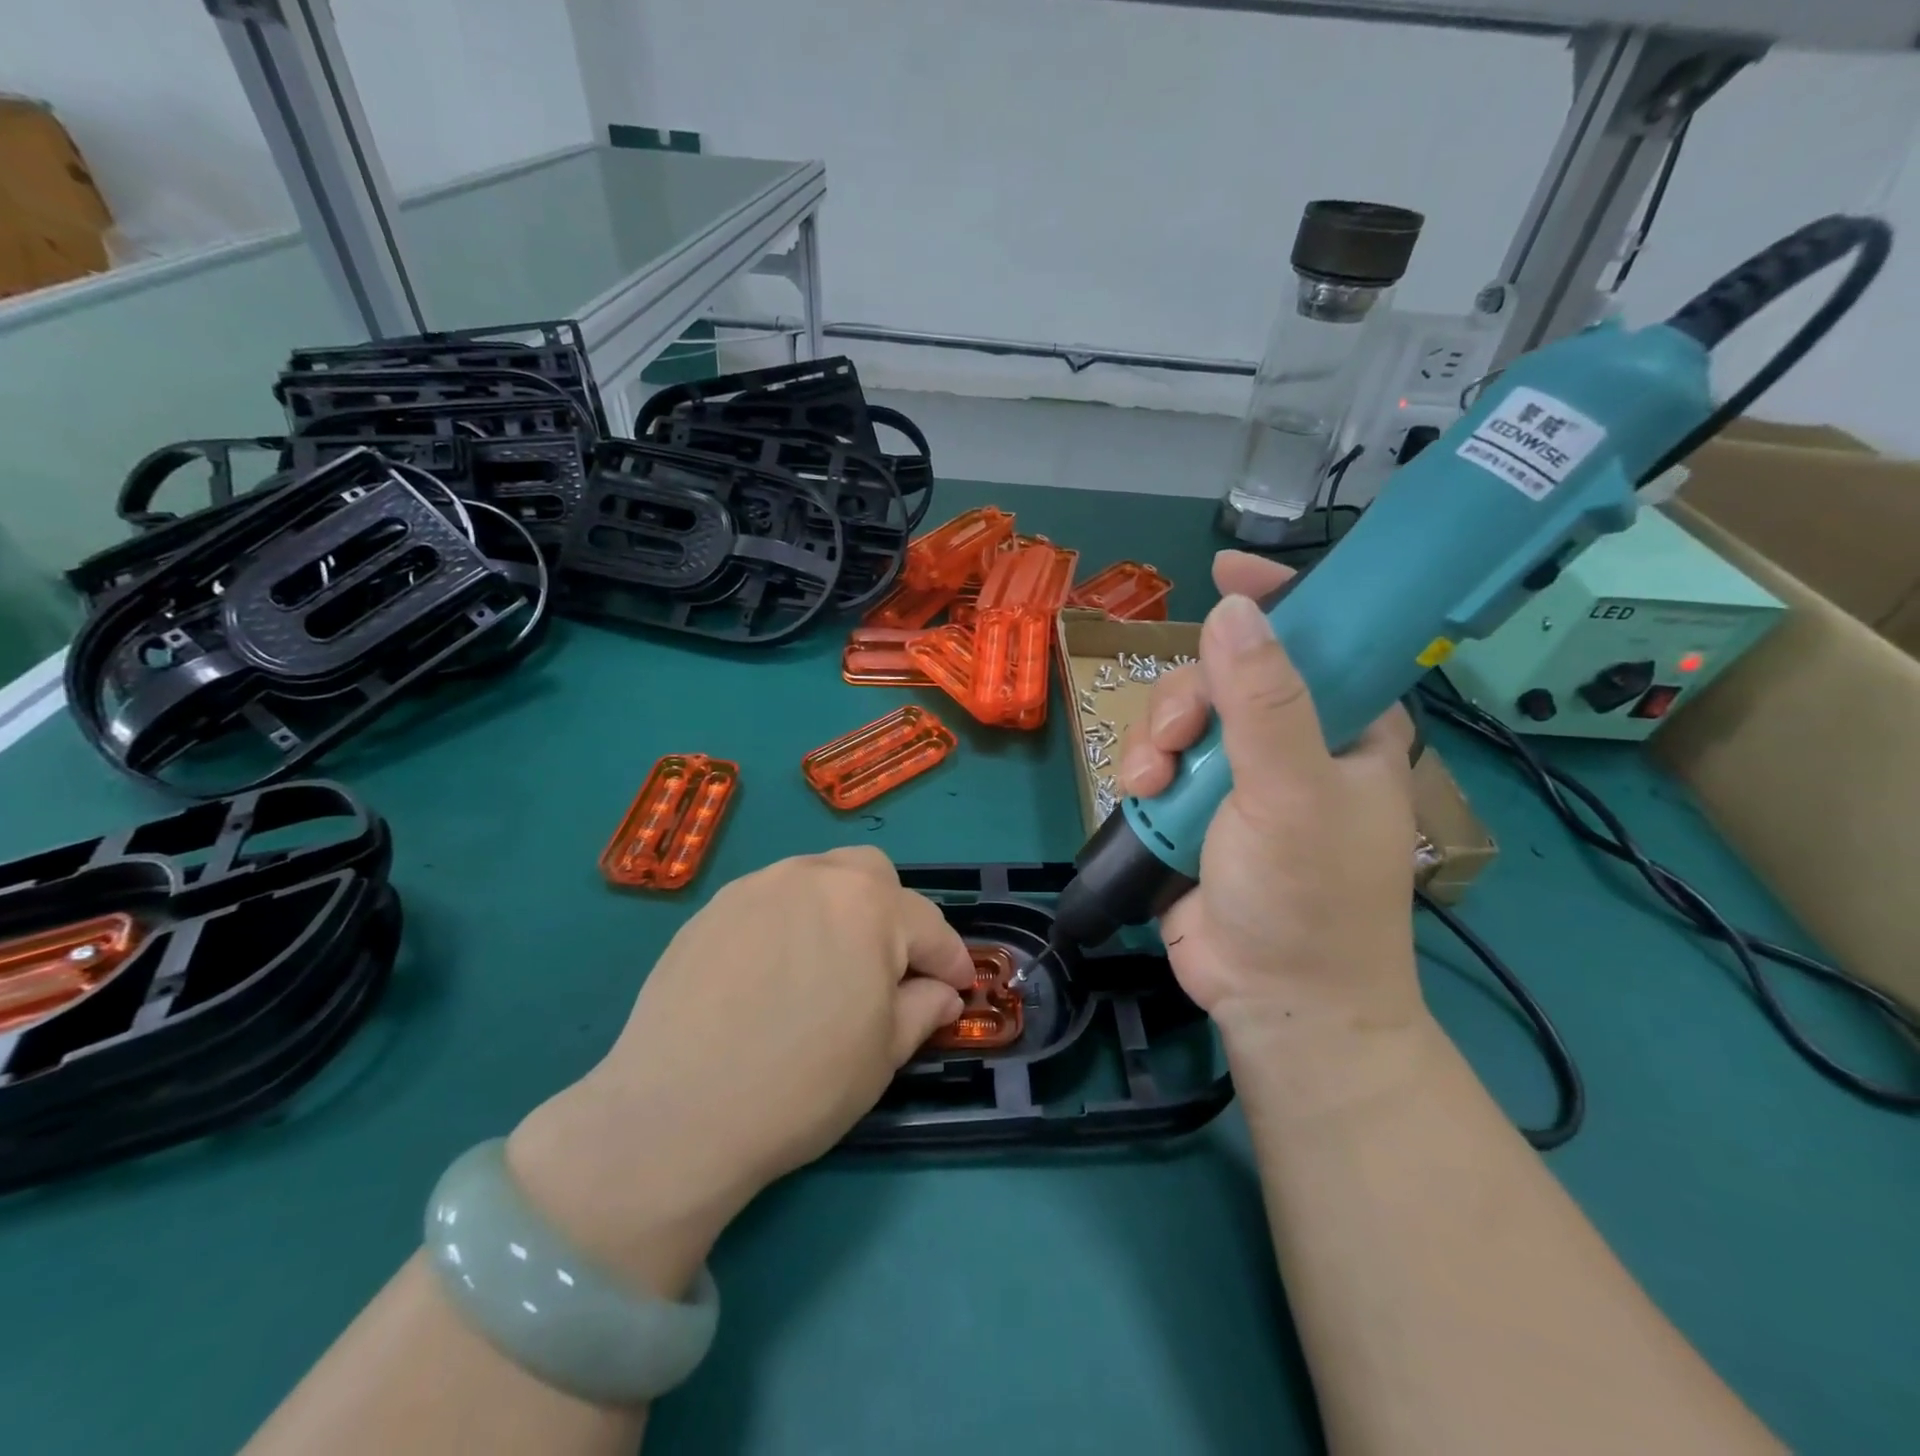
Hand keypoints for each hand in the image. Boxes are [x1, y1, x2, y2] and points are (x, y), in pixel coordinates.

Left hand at [505, 848, 973, 1294]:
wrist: (675, 1114)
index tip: (959, 987)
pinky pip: (770, 900)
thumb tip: (940, 993)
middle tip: (888, 968)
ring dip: (839, 911)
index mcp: (868, 906)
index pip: (928, 925)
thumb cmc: (801, 1086)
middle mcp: (814, 877)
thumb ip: (922, 1010)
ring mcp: (756, 887)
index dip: (950, 959)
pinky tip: (773, 973)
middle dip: (894, 914)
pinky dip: (789, 923)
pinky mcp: (711, 909)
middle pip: (872, 875)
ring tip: (828, 966)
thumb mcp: (882, 1055)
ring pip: (817, 879)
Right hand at [1117, 550, 1421, 1041]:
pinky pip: (1159, 757)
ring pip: (1183, 714)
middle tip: (1177, 739)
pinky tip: (1139, 795)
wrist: (1273, 999)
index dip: (1277, 597)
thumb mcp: (1291, 793)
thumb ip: (1263, 703)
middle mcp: (1293, 739)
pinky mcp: (1196, 805)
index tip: (1224, 569)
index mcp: (1347, 725)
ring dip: (1157, 738)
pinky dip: (1143, 770)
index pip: (1321, 635)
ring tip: (1151, 783)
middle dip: (1189, 696)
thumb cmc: (1310, 898)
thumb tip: (1232, 608)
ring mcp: (1240, 774)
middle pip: (1227, 673)